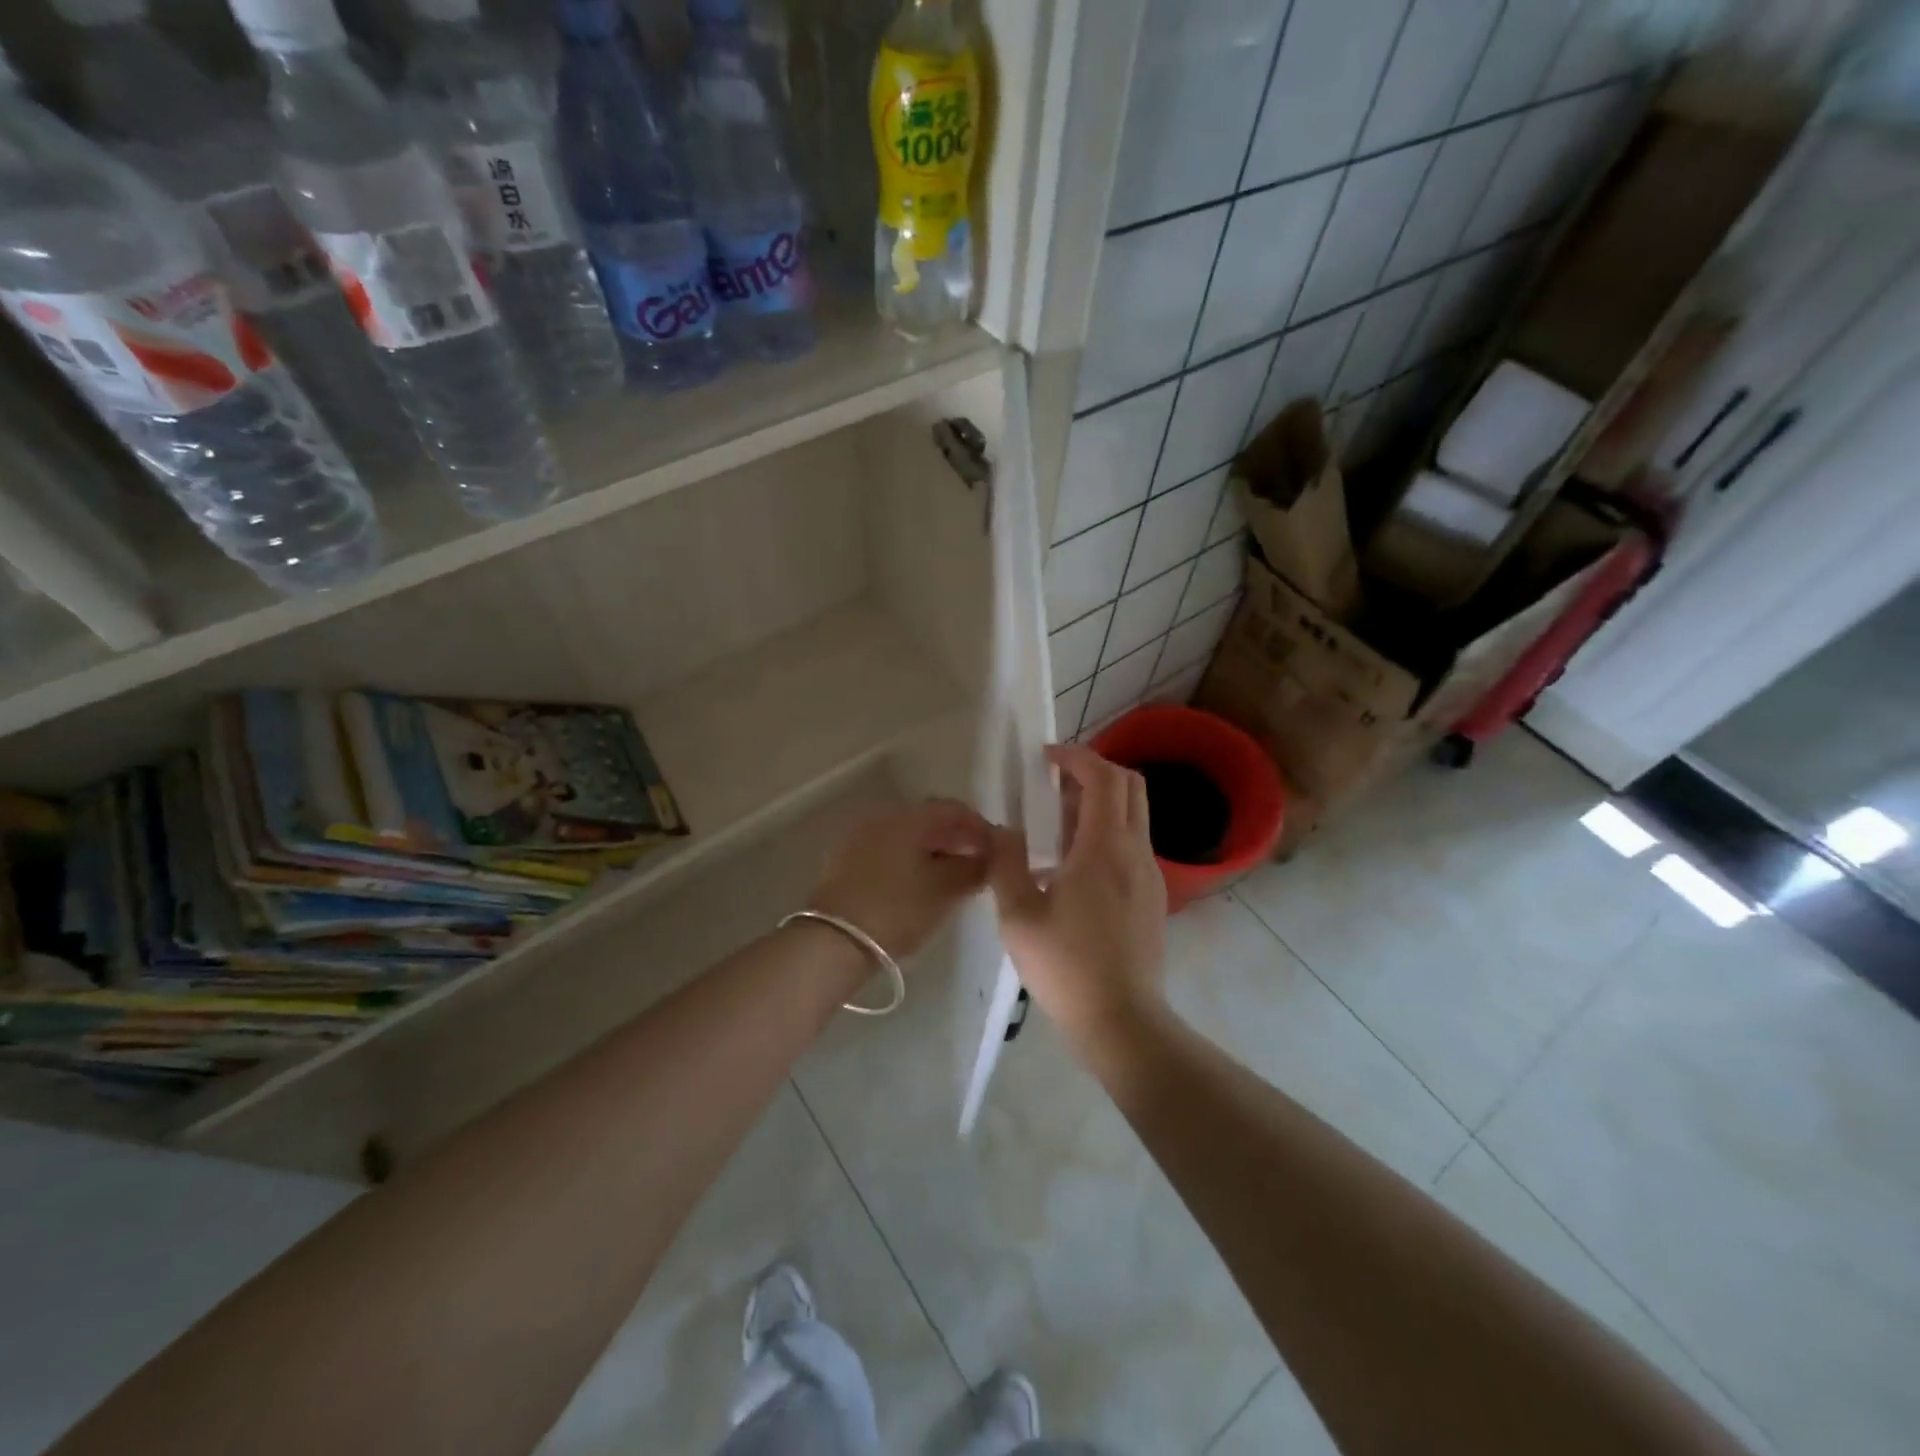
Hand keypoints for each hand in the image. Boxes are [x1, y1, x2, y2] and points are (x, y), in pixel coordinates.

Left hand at [809, 799, 991, 959]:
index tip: (997, 851)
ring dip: (933, 850)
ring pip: (908, 836)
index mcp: (908, 817)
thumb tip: (989, 857)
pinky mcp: (846, 859)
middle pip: (929, 820)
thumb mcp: (944, 891)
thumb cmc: (896, 910)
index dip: (980, 827)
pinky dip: (910, 860)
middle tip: (978, 865)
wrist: (832, 942)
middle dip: (957, 839)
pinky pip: (888, 849)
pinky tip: (921, 884)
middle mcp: (882, 816)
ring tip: (953, 878)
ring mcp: (860, 836)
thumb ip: (972, 869)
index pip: (954, 809)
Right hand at [987, 744, 1168, 1046]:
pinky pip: (1133, 844)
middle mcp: (1136, 851)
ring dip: (1101, 803)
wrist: (1122, 1021)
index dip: (1075, 756)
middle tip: (1054, 784)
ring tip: (1057, 826)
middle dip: (1094, 771)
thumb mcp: (1017, 915)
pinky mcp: (1154, 896)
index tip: (1045, 759)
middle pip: (1130, 785)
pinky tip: (1075, 867)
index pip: (1103, 776)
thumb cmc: (1066, 966)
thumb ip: (1005, 862)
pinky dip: (1108, 832)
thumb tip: (1002, 831)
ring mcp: (1151, 874)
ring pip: (1135, 814)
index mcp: (1104, 848)